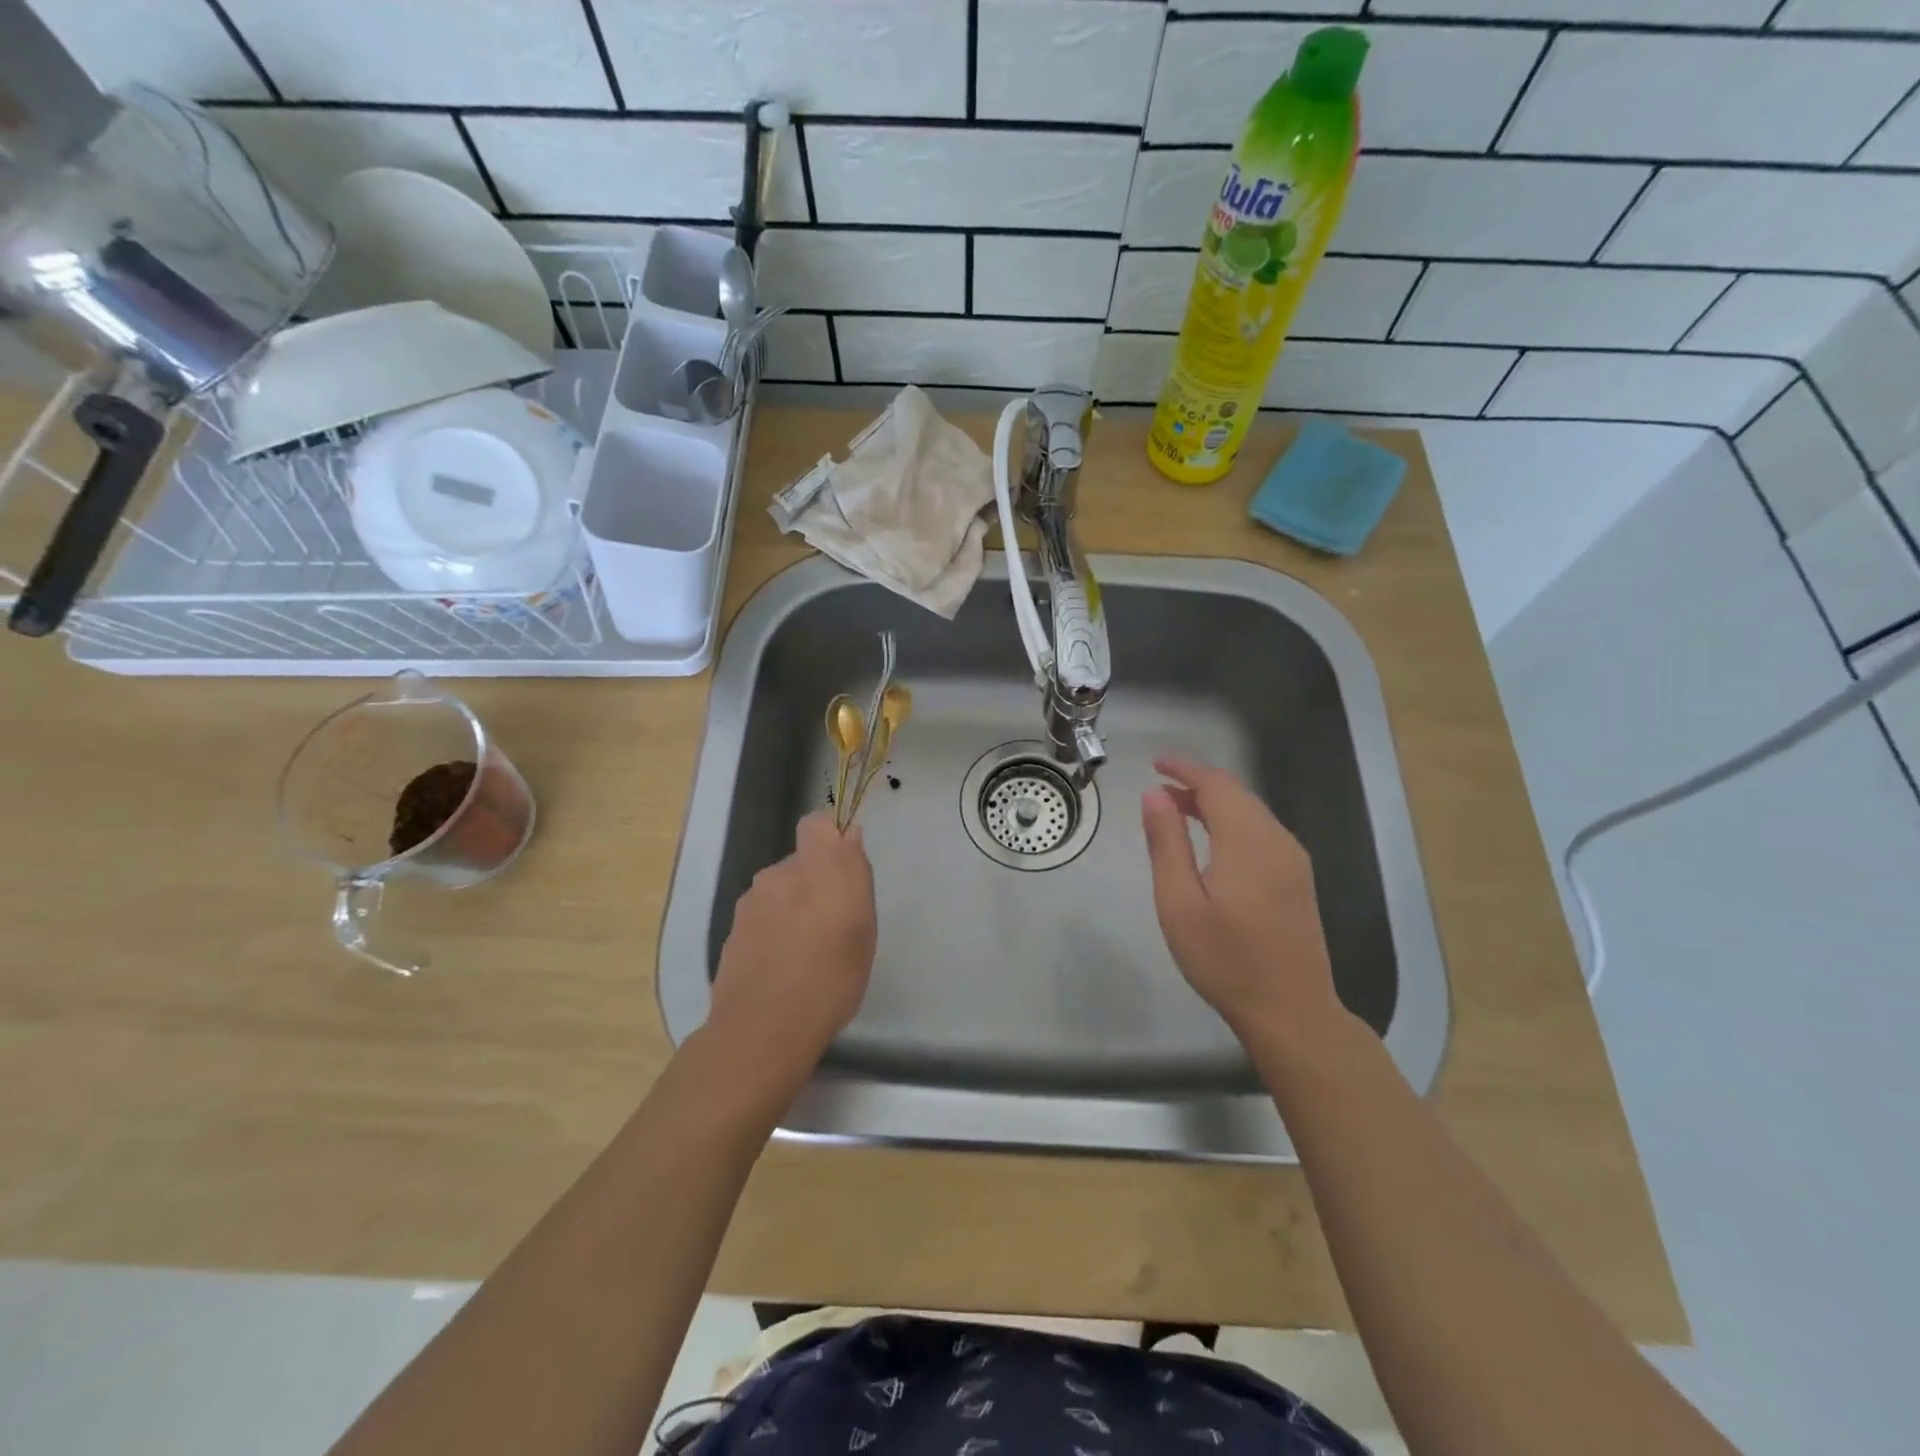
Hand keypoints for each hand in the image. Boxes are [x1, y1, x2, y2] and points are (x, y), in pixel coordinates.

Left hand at [706, 811, 876, 1090]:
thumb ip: (855, 875)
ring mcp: (751, 902)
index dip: (830, 837)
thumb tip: (849, 837)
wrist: (763, 1028)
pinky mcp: (733, 930)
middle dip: (815, 882)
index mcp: (818, 866)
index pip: (817, 824)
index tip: (845, 867)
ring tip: (807, 953)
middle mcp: (780, 874)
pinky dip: (773, 932)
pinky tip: (782, 967)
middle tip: (833, 925)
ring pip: (780, 891)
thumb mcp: (863, 928)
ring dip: (793, 908)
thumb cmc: (831, 978)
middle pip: (800, 862)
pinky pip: (763, 918)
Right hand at [1141, 755, 1343, 1047]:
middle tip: (1158, 788)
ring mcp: (1293, 860)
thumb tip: (1154, 794)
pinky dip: (1231, 822)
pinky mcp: (1298, 878)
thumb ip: (1167, 843)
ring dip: (1213, 804)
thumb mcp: (1179, 902)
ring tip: (1176, 810)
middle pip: (1236, 794)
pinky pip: (1261, 832)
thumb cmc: (1225, 959)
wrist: (1291, 1011)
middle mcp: (1277, 840)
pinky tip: (1210, 841)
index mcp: (1248, 841)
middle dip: (1197, 784)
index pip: (1216, 785)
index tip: (1154, 763)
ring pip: (1250, 812)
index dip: (1184, 768)